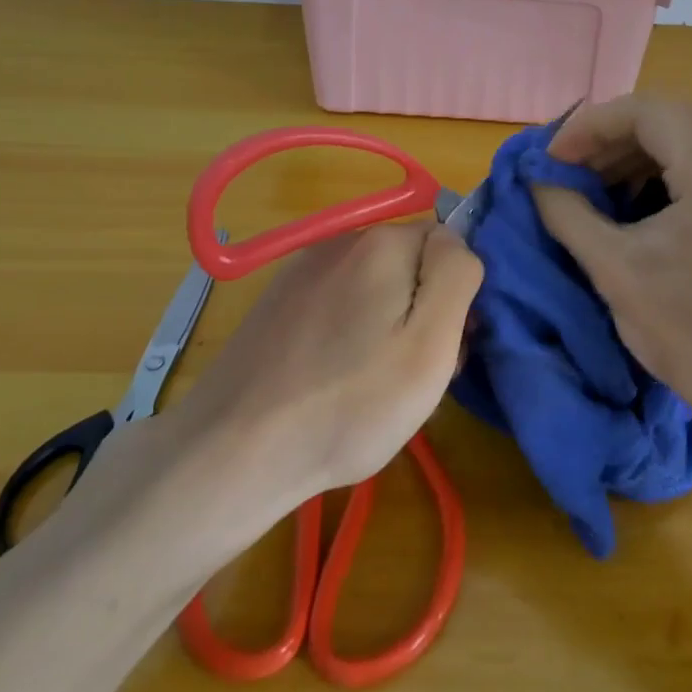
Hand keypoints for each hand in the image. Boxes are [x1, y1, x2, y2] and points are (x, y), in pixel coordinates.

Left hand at [176, 222, 482, 497]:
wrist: (234, 450)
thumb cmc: (349, 404)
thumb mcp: (429, 345)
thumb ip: (456, 276)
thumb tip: (457, 242)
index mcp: (382, 242)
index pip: (450, 246)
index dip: (457, 297)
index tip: (444, 348)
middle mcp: (341, 240)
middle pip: (411, 264)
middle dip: (422, 311)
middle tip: (411, 375)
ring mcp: (302, 269)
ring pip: (374, 286)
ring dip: (387, 323)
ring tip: (371, 384)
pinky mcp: (277, 301)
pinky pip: (337, 303)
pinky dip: (348, 333)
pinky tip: (334, 379)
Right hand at [531, 95, 691, 446]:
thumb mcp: (617, 271)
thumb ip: (568, 213)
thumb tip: (537, 179)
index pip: (646, 111)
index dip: (589, 126)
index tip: (552, 158)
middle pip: (670, 118)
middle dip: (611, 139)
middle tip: (568, 170)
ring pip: (691, 137)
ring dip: (638, 154)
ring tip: (596, 186)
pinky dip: (669, 171)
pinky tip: (639, 201)